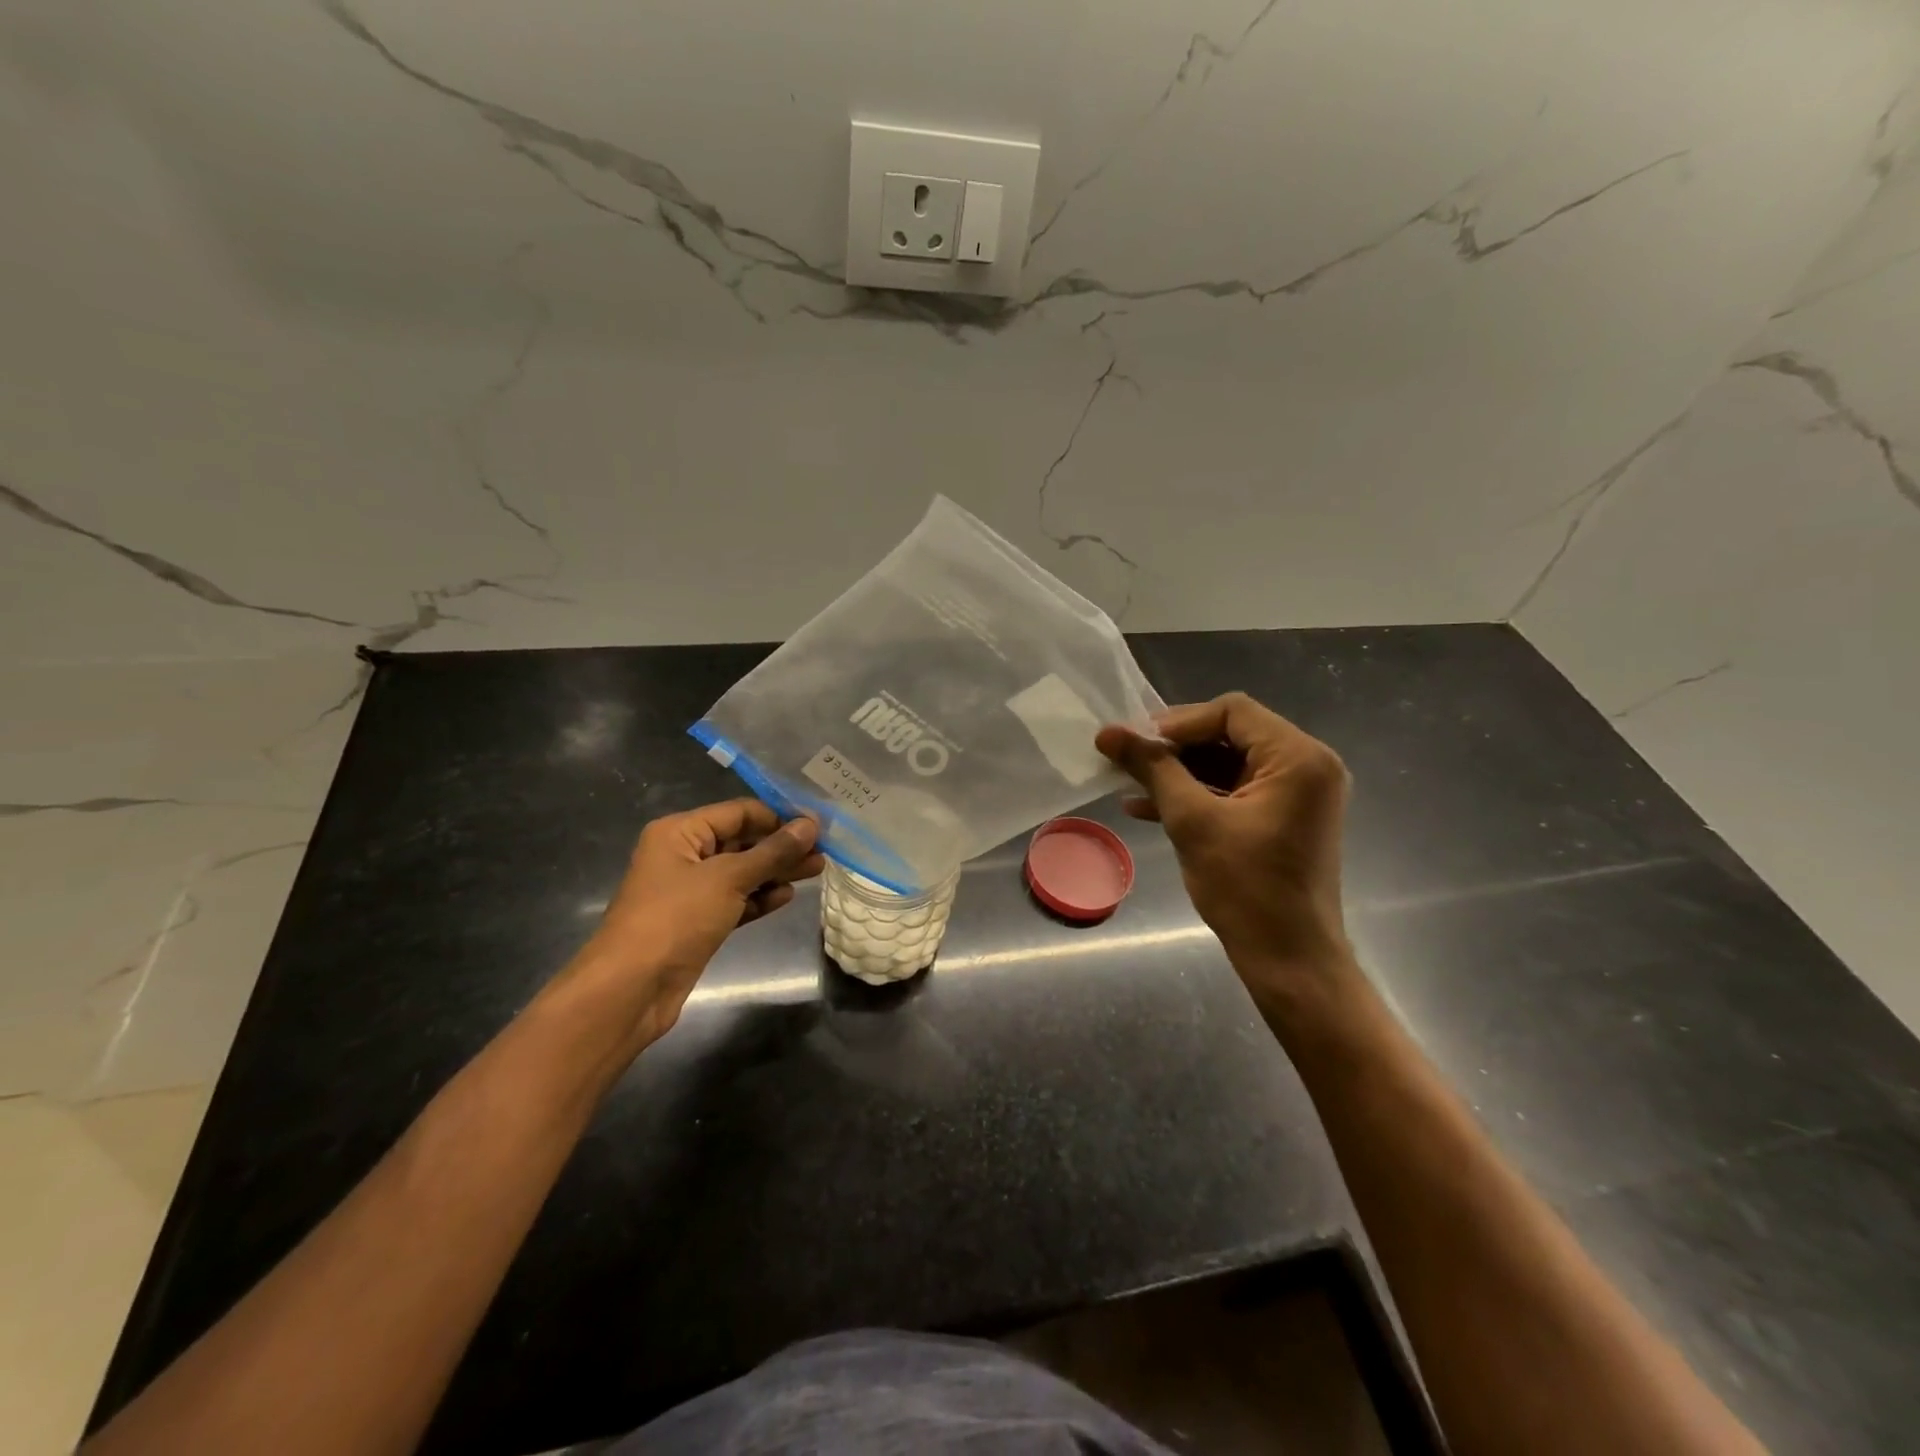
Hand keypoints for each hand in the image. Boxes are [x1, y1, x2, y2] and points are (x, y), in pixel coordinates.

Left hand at [568, 800, 823, 1045]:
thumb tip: (811, 825)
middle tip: (824, 850)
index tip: (818, 826)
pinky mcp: (698, 922)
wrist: (631, 989)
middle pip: (741, 841)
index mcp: (680, 832)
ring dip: (776, 871)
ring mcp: (690, 891)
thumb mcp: (728, 878)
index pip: (738, 812)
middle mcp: (683, 855)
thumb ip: (772, 852)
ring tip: (818, 870)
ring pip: (741, 873)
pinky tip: (788, 895)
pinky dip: (759, 897)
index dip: (779, 817)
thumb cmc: (675, 919)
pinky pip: (735, 900)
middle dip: (781, 846)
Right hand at [1096, 693, 1353, 1014]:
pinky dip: (1197, 795)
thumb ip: (1152, 769)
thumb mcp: (1191, 820)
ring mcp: (1298, 794)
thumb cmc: (1246, 888)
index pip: (1232, 711)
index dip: (1178, 722)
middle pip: (1231, 734)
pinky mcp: (1284, 818)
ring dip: (1180, 772)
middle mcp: (1307, 766)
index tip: (1135, 742)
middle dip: (1175, 748)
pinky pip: (1236, 790)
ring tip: (1130, 784)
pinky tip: (1147, 808)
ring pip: (1228, 763)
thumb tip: (1107, 732)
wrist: (1289, 959)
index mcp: (1298, 757)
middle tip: (1129, 760)